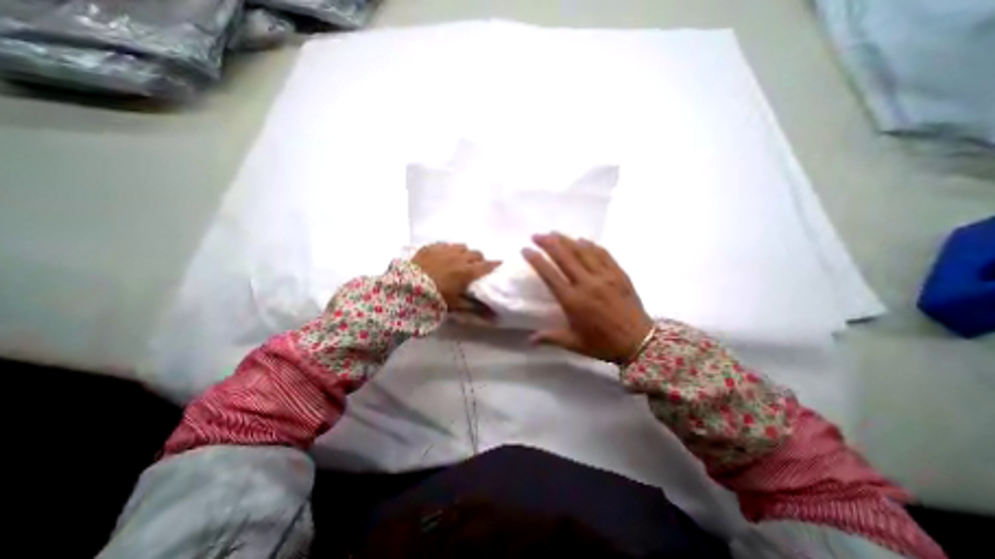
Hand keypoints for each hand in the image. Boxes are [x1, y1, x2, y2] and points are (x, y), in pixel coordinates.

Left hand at [410, 243, 502, 314]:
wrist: (406, 289)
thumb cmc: (435, 299)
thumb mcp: (456, 306)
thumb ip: (475, 308)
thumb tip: (494, 318)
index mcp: (467, 271)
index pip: (487, 265)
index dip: (495, 265)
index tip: (499, 265)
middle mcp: (459, 257)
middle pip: (476, 253)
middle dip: (479, 259)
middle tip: (475, 268)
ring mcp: (445, 250)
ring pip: (462, 246)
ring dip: (464, 253)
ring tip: (459, 261)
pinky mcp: (431, 247)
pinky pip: (446, 244)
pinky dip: (448, 250)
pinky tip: (443, 257)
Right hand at [521, 233, 655, 363]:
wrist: (639, 342)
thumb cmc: (603, 344)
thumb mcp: (574, 343)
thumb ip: (551, 338)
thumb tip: (530, 340)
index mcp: (572, 300)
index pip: (549, 274)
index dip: (536, 260)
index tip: (525, 249)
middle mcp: (586, 283)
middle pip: (564, 256)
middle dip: (548, 243)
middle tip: (537, 235)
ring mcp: (604, 276)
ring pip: (582, 251)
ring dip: (567, 240)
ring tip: (555, 233)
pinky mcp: (618, 274)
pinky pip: (603, 253)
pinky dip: (591, 245)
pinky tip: (583, 240)